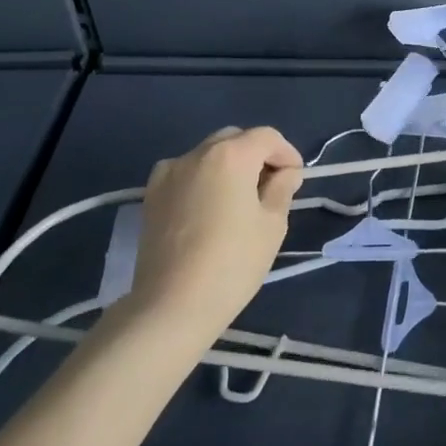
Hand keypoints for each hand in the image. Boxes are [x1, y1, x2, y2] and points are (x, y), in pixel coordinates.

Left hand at [121, 126, 303, 342]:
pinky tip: (207, 209)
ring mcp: (169, 172)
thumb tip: (286, 173)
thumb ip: (282, 189)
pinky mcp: (151, 195)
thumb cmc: (232, 264)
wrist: (170, 308)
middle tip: (269, 187)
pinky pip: (185, 173)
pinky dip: (202, 179)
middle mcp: (198, 153)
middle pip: (235, 139)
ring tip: (237, 200)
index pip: (267, 137)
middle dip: (256, 156)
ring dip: (228, 166)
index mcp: (231, 155)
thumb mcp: (272, 225)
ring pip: (208, 155)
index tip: (294, 179)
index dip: (286, 153)